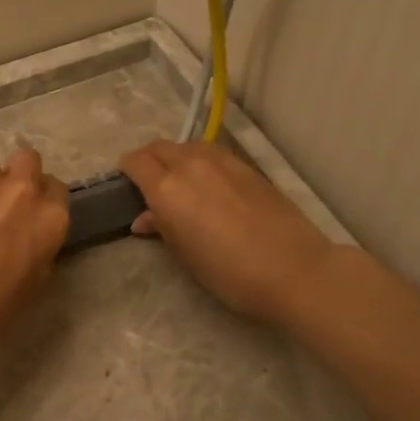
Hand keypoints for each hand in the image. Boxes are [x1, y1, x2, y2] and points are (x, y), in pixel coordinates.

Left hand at [0, 148, 70, 355]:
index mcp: (50, 218)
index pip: (57, 188)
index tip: (32, 216)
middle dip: (20, 175)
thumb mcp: (35, 284)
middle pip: (28, 160)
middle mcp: (21, 191)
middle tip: (6, 203)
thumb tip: (31, 239)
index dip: (44, 200)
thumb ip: (40, 249)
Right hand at [119, 139, 332, 324]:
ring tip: (179, 182)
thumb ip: (163, 228)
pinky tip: (209, 186)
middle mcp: (191, 165)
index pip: (135, 161)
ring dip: (175, 158)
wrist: (294, 269)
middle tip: (148, 184)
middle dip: (148, 160)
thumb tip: (144, 218)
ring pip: (187, 147)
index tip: (125, 185)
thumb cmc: (230, 273)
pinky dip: (200, 162)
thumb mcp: (186, 256)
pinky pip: (212, 154)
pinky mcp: (247, 167)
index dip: (126, 170)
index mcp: (167, 188)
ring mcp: (223, 161)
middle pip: (159, 148)